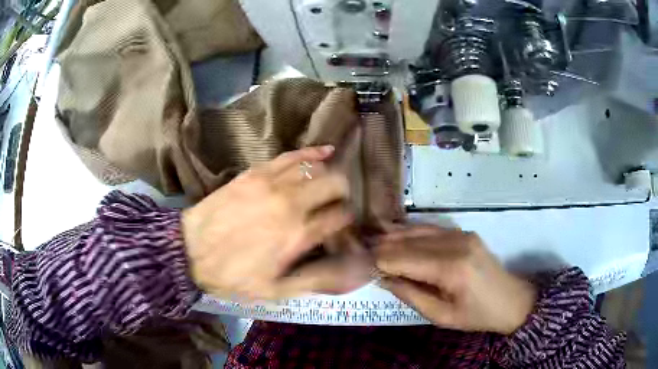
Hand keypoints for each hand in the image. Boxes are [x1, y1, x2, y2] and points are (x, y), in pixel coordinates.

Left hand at [182, 146, 371, 300]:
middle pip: (335, 185)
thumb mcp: (276, 290)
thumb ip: (315, 280)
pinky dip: (312, 152)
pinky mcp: (256, 172)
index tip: (343, 227)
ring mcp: (273, 183)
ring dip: (329, 174)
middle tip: (336, 205)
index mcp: (299, 235)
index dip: (347, 221)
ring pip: (316, 167)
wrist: (190, 250)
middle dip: (343, 195)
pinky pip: (291, 156)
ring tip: (328, 183)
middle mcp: (292, 204)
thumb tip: (351, 273)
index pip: (341, 217)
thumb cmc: (234, 275)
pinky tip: (325, 151)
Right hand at [374, 225, 536, 334]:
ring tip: (370, 237)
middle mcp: (456, 244)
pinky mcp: (464, 232)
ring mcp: (462, 234)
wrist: (512, 300)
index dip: (379, 261)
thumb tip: (382, 278)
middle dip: (382, 246)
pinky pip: (432, 229)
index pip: (404, 259)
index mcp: (452, 269)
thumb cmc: (476, 315)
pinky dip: (411, 231)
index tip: (359, 264)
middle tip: (358, 249)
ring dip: (394, 235)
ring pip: (419, 230)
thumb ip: (411, 294)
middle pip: (409, 241)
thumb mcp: (441, 315)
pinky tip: (396, 231)